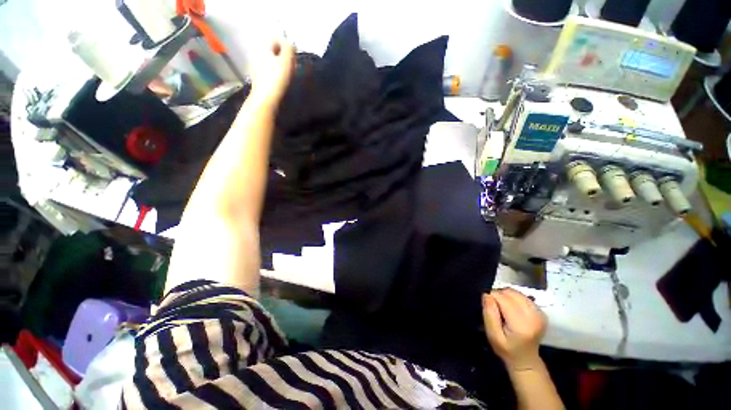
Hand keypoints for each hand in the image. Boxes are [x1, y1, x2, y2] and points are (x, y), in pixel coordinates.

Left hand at [249, 39, 294, 105]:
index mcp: (262, 47)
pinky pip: (267, 73)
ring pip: (269, 63)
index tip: (293, 57)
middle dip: (282, 57)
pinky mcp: (257, 81)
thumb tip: (289, 44)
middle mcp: (256, 55)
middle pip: (272, 52)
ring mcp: (254, 68)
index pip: (275, 39)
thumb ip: (288, 48)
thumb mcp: (286, 60)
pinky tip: (281, 84)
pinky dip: (274, 76)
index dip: (286, 46)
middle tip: (292, 67)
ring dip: (279, 67)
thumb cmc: (277, 78)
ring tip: (288, 76)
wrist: (266, 99)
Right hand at [482, 288, 546, 371]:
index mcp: (522, 324)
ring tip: (503, 309)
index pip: (502, 298)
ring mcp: (539, 313)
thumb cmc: (506, 349)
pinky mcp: (540, 311)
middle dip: (498, 296)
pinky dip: (513, 298)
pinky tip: (512, 309)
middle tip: (495, 309)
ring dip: (505, 296)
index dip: (491, 299)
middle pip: (510, 293)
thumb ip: (489, 314)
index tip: (489, 309)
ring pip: (515, 292)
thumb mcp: (492, 335)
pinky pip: (521, 296)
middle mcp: (534, 316)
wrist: (525, 359)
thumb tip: (487, 295)